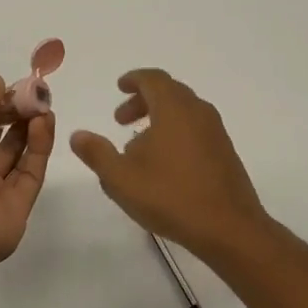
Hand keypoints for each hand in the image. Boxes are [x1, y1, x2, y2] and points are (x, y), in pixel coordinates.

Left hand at [0, 77, 54, 269]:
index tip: (19, 87)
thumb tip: (0, 82)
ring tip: (45, 105)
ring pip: (20, 152)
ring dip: (32, 126)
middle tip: (38, 95)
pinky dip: (40, 145)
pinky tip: (45, 122)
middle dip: (19, 113)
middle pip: (2, 136)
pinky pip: (33, 169)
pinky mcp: (22, 201)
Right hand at [69, 69, 270, 258]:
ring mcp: (215, 132)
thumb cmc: (171, 196)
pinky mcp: (225, 152)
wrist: (229, 228)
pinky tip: (164, 164)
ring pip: (183, 111)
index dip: (134, 79)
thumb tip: (77, 135)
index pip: (153, 79)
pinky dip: (176, 132)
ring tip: (137, 146)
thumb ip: (97, 153)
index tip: (119, 87)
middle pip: (169, 92)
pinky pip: (196, 129)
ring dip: (159, 118)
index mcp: (174, 108)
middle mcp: (198, 112)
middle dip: (142, 101)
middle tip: (120, 120)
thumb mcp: (121, 178)